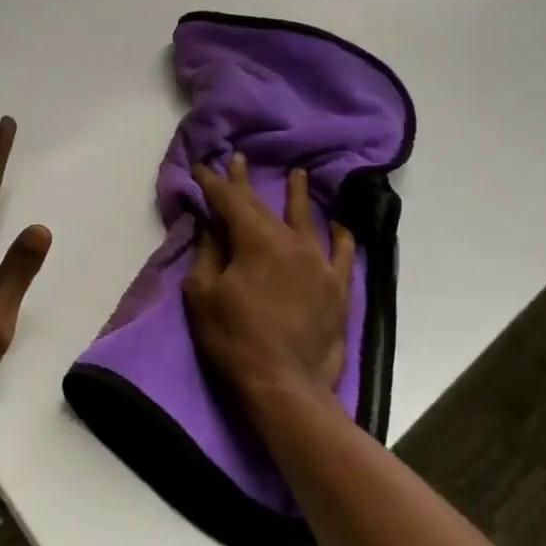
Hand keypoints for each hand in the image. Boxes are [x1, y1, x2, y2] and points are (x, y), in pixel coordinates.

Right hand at [184, 155, 355, 408]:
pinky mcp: (338, 288)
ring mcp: (320, 264)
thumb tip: (210, 226)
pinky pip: (343, 253)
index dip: (214, 183)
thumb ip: (207, 254)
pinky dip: (341, 237)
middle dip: (247, 183)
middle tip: (239, 159)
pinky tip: (341, 226)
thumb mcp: (203, 295)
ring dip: (299, 196)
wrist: (285, 386)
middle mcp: (292, 243)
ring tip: (299, 174)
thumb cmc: (235, 339)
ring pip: (308, 220)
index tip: (202, 168)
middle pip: (265, 206)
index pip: (230, 201)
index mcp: (257, 242)